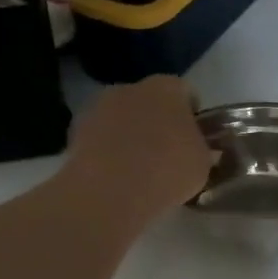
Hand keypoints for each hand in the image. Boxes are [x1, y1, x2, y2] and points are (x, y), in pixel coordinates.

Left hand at [67, 77, 214, 213]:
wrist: (110, 191)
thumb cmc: (167, 170)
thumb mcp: (202, 163)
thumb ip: (199, 148)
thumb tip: (193, 148)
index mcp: (167, 88)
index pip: (185, 91)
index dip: (191, 113)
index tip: (194, 136)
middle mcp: (131, 88)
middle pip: (150, 100)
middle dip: (158, 120)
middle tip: (166, 151)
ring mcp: (98, 107)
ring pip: (122, 117)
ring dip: (130, 134)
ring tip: (138, 167)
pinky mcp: (75, 131)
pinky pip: (100, 137)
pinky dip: (107, 149)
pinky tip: (115, 174)